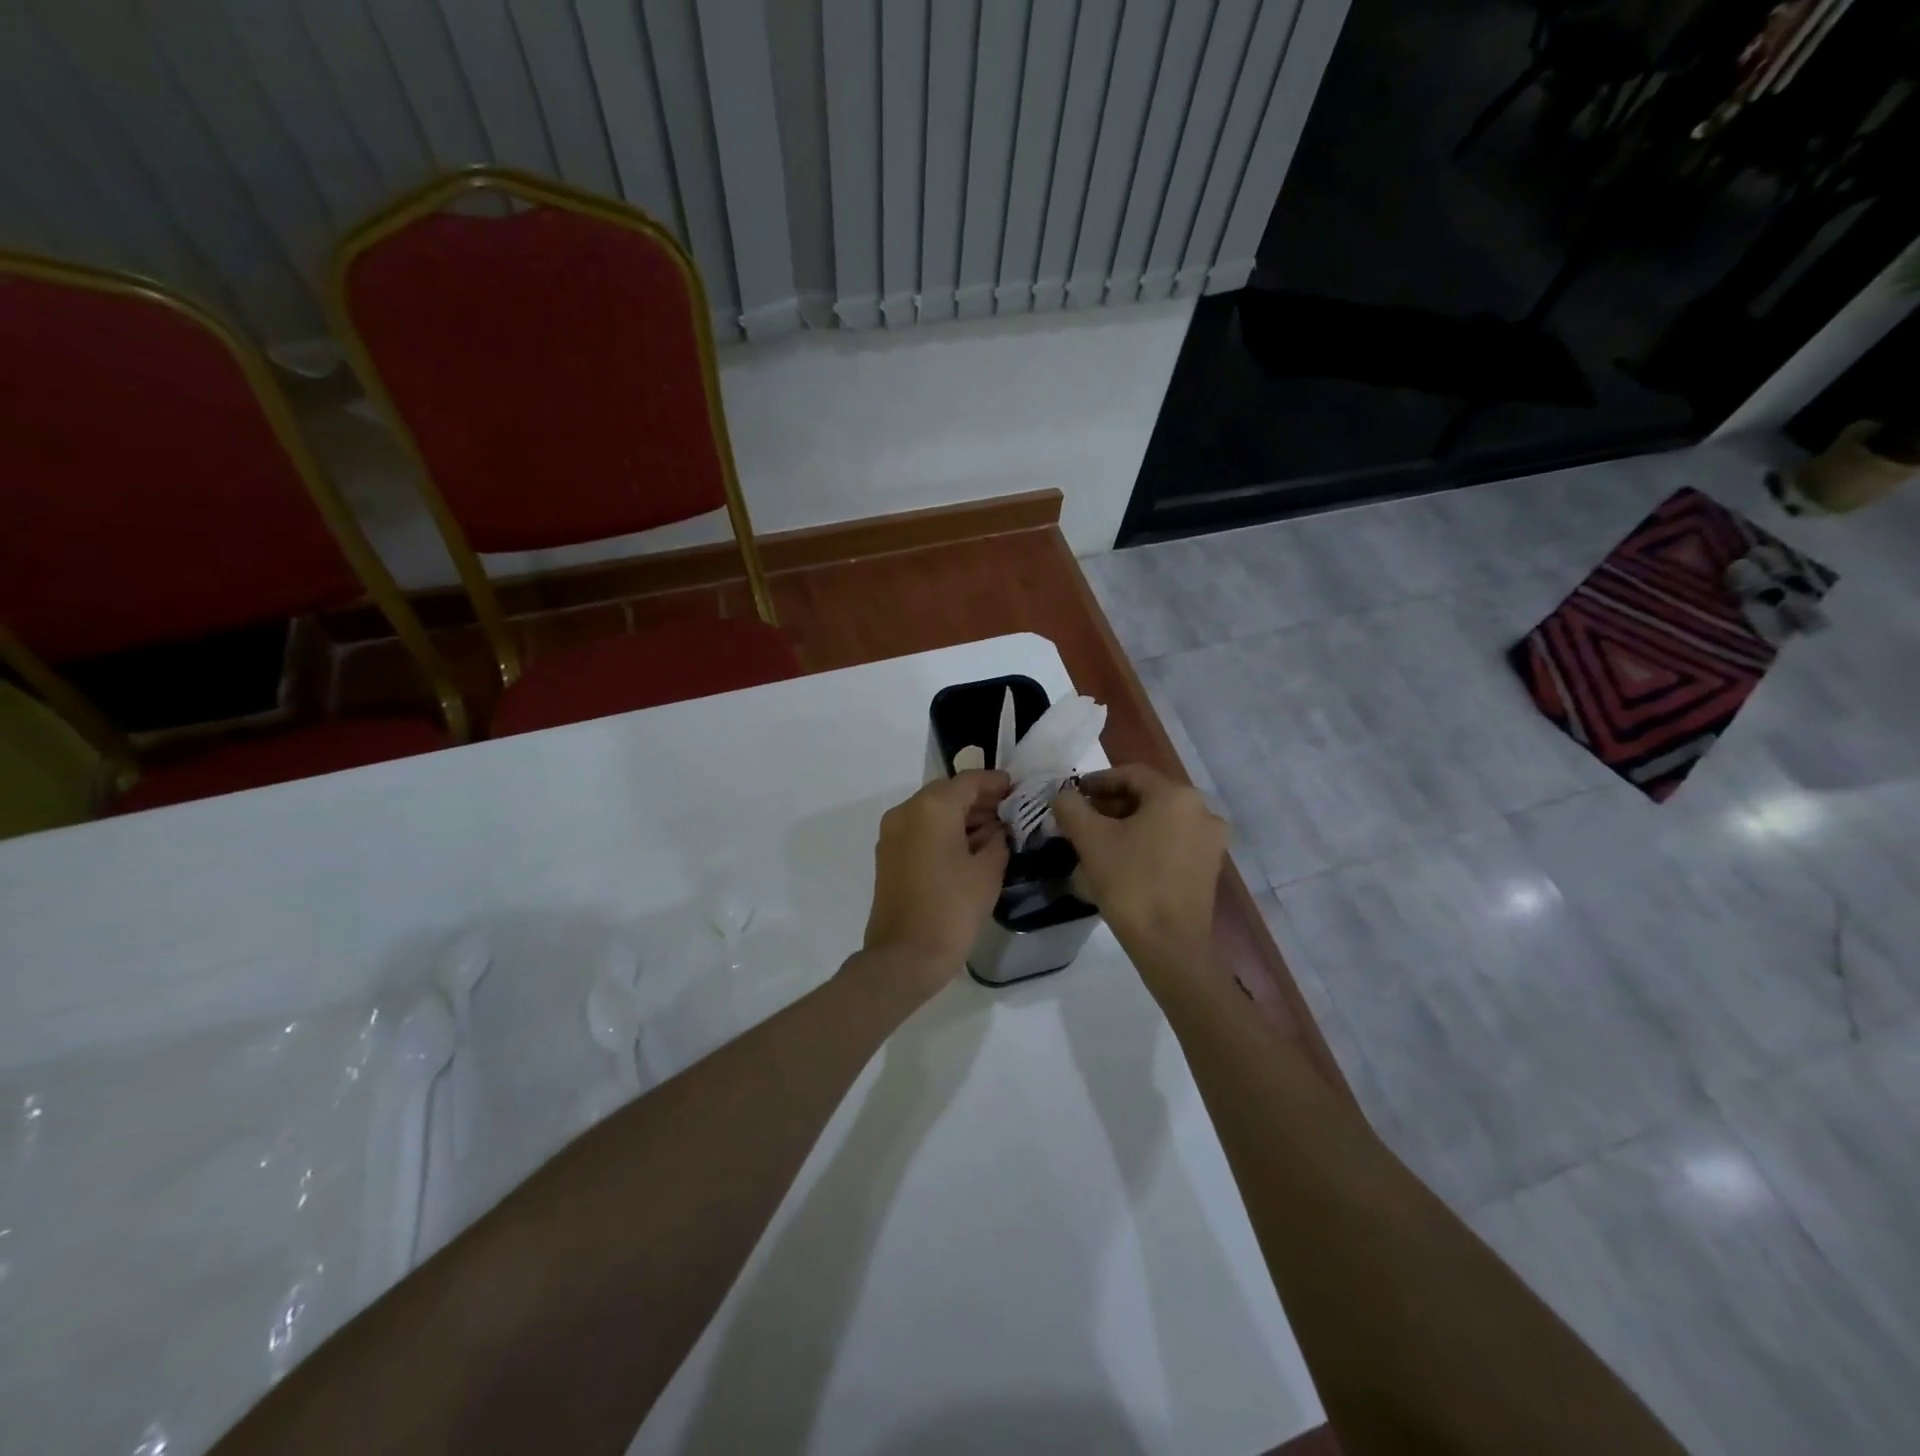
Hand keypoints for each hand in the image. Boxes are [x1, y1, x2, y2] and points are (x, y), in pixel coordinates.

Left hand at [858, 770, 1010, 1000]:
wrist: (904, 956)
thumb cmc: (952, 909)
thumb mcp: (988, 872)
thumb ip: (998, 840)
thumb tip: (997, 830)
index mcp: (932, 808)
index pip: (969, 781)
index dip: (995, 782)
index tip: (1016, 788)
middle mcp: (906, 812)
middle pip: (947, 793)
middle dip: (978, 799)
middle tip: (1009, 811)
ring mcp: (892, 833)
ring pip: (932, 811)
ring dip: (961, 816)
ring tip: (994, 831)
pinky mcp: (888, 856)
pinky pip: (920, 830)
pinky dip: (943, 831)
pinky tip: (969, 848)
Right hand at [1052, 764, 1226, 961]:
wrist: (1170, 946)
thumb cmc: (1130, 883)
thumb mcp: (1090, 840)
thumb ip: (1071, 807)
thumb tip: (1063, 796)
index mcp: (1177, 796)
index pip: (1130, 774)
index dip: (1097, 781)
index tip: (1073, 796)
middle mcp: (1203, 810)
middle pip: (1148, 796)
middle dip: (1111, 804)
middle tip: (1082, 820)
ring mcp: (1211, 840)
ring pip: (1161, 819)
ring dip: (1128, 824)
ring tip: (1098, 841)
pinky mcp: (1210, 866)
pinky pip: (1174, 841)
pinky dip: (1148, 842)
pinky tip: (1124, 860)